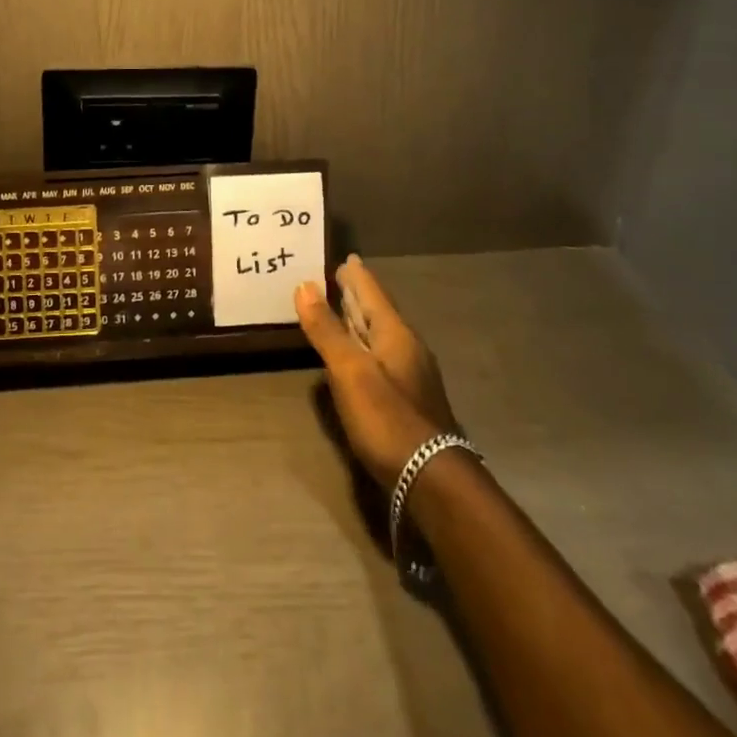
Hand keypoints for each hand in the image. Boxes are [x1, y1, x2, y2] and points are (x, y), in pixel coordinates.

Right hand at [295, 255, 461, 487]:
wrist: (432, 480)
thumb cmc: (387, 418)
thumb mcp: (349, 371)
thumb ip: (326, 329)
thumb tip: (304, 285)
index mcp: (396, 334)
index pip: (373, 292)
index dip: (356, 275)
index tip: (345, 256)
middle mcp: (407, 348)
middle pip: (378, 312)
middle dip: (358, 294)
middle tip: (339, 277)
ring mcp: (411, 376)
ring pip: (381, 336)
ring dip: (360, 320)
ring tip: (342, 309)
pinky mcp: (408, 401)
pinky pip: (381, 357)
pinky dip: (364, 345)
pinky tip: (355, 357)